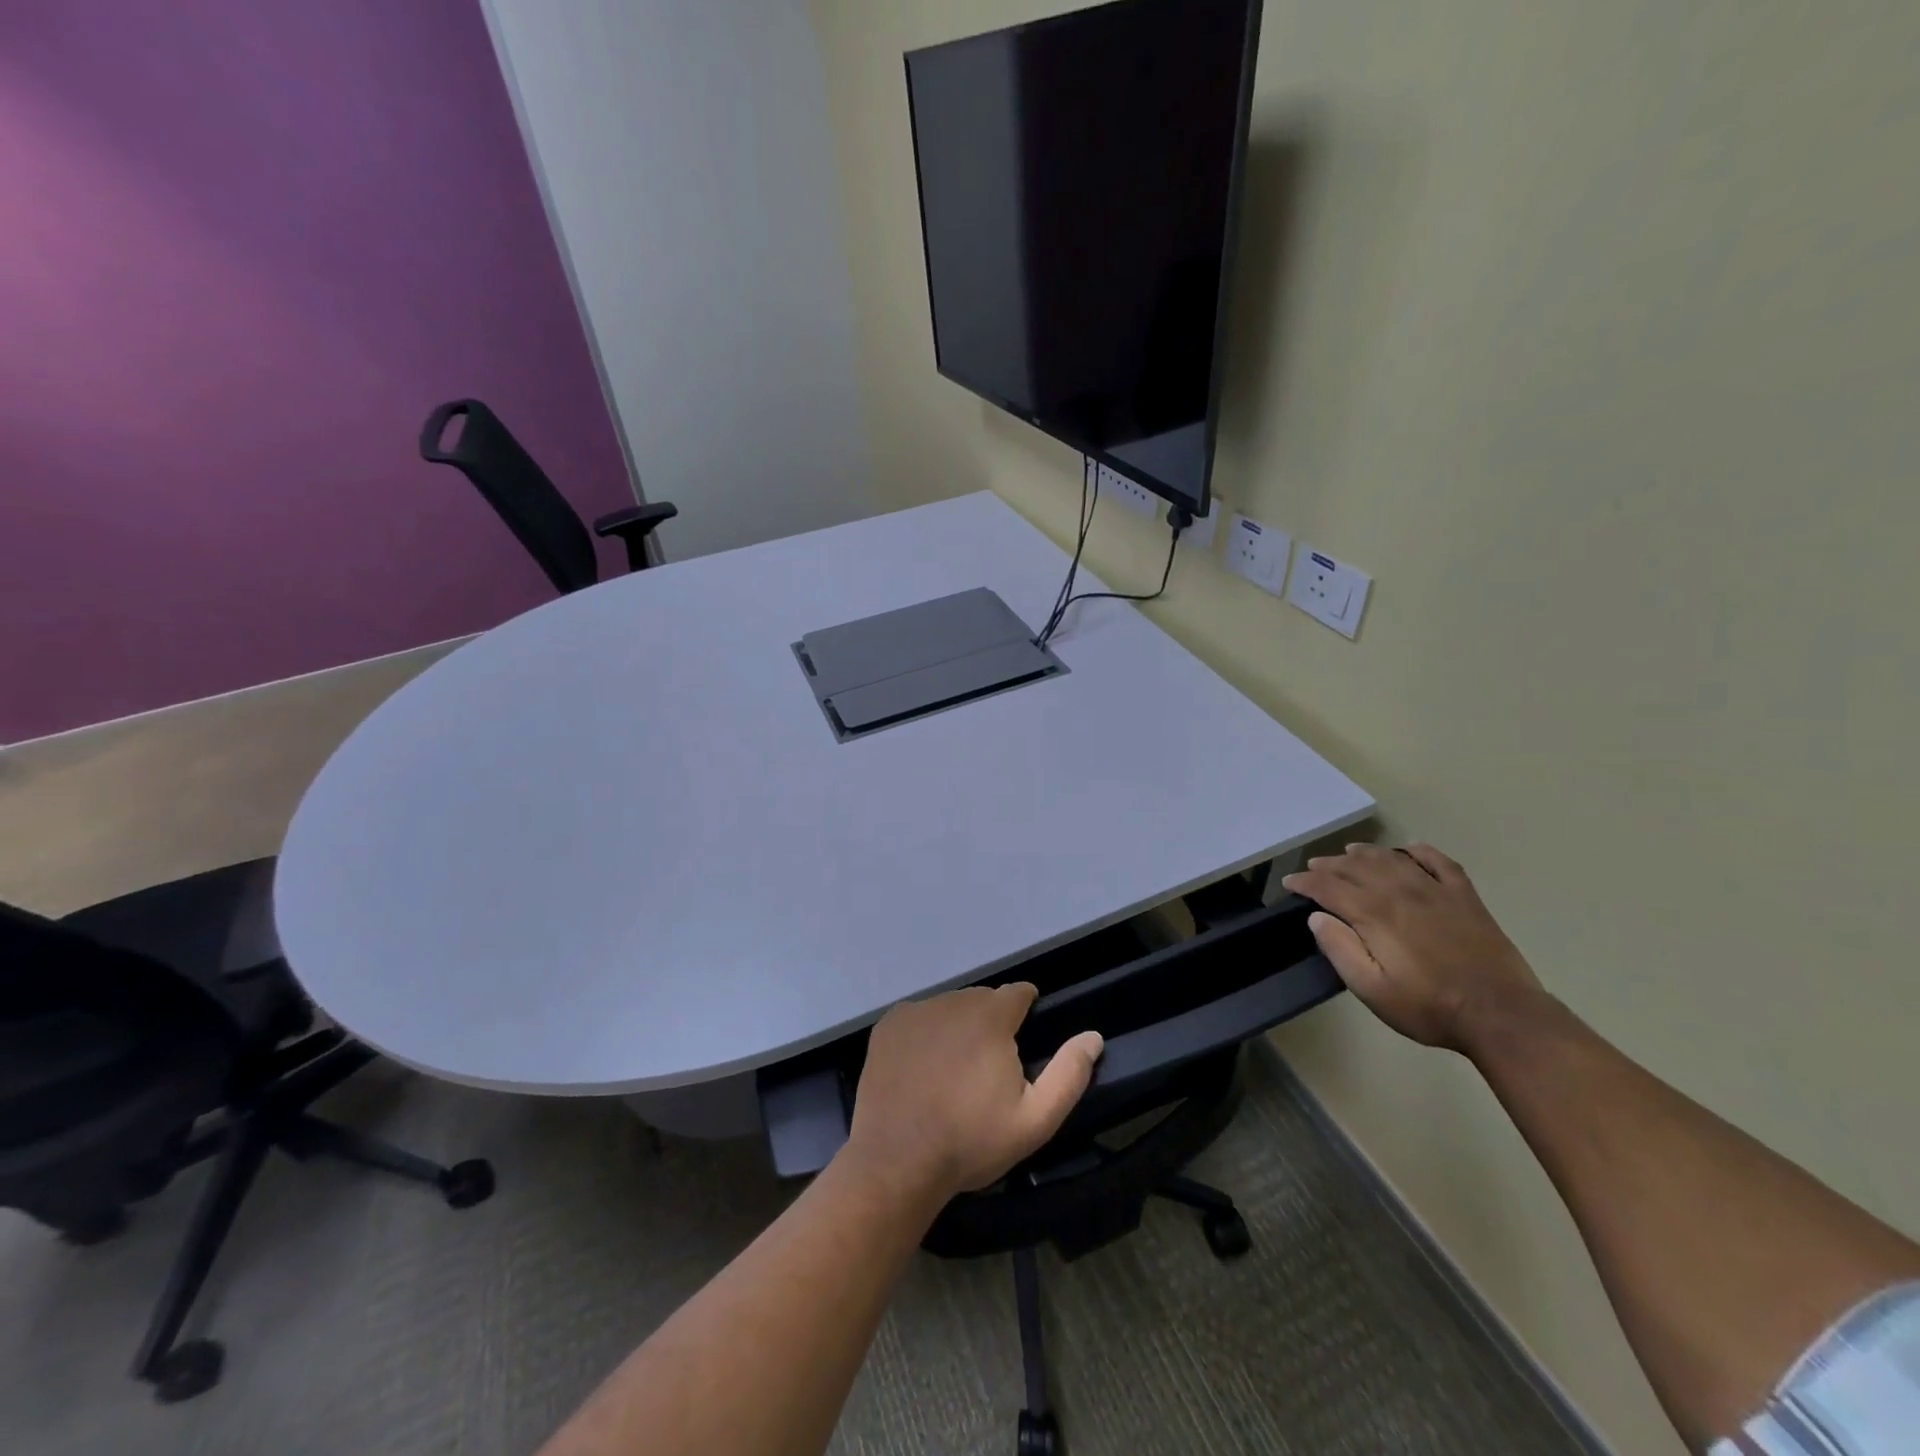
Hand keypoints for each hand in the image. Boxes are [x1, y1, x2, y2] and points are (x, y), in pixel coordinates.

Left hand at [845, 985, 1103, 1204]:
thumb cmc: (970, 1141)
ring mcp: (916, 1011)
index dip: (1027, 1011)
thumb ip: (1069, 1074)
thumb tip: (1093, 1036)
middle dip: (992, 1023)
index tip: (1024, 1040)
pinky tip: (923, 1069)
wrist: (897, 1161)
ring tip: (954, 1072)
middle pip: (983, 1000)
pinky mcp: (889, 1025)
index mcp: (991, 1016)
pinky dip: (926, 1034)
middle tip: (988, 1069)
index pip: (1019, 992)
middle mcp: (953, 1001)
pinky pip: (919, 1019)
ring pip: (950, 1008)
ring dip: (959, 1027)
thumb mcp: (1034, 1120)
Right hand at [1282, 843, 1546, 1053]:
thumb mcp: (1372, 989)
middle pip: (1356, 867)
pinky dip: (1421, 851)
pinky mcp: (1465, 897)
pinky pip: (1439, 862)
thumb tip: (1317, 917)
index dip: (1305, 882)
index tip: (1290, 883)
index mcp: (1374, 913)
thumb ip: (1340, 950)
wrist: (1501, 1015)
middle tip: (1313, 868)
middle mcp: (1401, 891)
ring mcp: (1436, 891)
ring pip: (1392, 858)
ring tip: (1349, 853)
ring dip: (1365, 853)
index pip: (1329, 887)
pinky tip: (1409, 850)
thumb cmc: (1429, 1007)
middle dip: (1329, 865)